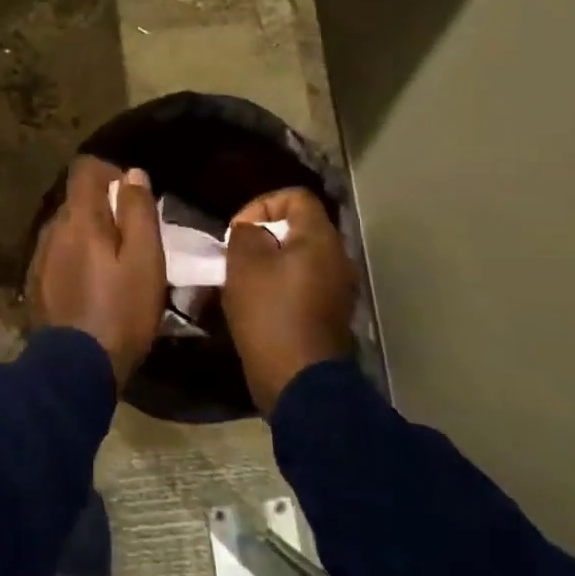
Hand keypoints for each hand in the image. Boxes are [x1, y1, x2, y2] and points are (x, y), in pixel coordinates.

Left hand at [26, 158, 166, 384]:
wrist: (76, 367)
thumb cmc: (121, 310)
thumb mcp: (145, 260)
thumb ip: (138, 211)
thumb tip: (132, 173)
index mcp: (78, 218)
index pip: (85, 169)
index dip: (111, 173)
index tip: (133, 199)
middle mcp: (51, 229)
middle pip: (78, 200)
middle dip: (105, 209)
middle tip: (133, 240)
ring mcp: (39, 256)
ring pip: (68, 229)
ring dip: (90, 236)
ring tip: (116, 267)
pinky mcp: (36, 282)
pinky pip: (59, 254)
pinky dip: (77, 258)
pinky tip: (93, 286)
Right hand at [223, 187, 357, 413]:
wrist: (298, 379)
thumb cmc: (268, 313)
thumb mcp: (243, 263)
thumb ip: (246, 233)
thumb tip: (252, 231)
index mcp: (320, 238)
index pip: (296, 197)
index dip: (262, 204)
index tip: (238, 230)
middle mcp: (337, 257)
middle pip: (299, 227)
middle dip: (263, 236)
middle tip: (237, 254)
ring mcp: (338, 287)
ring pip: (299, 257)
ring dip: (270, 262)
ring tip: (243, 279)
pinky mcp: (330, 313)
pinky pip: (303, 283)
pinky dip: (281, 285)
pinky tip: (258, 303)